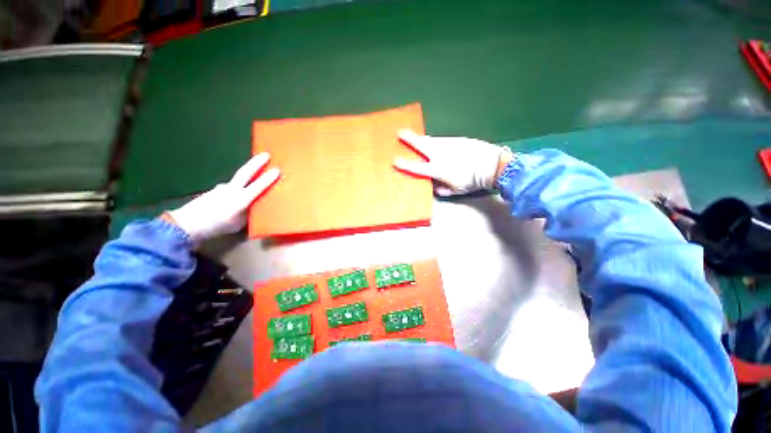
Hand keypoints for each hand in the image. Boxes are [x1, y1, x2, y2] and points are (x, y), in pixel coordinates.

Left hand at [168, 153, 279, 242]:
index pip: (258, 187)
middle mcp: (231, 190)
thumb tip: (251, 206)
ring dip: (245, 178)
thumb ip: (247, 213)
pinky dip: (234, 190)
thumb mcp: (238, 225)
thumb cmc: (216, 227)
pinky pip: (228, 188)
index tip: (277, 170)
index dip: (268, 179)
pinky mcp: (213, 191)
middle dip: (257, 163)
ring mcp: (220, 188)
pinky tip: (231, 198)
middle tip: (266, 154)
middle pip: (245, 173)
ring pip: (236, 181)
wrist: (186, 224)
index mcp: (240, 200)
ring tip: (251, 182)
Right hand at [393, 130, 510, 195]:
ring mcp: (448, 144)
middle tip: (399, 133)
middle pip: (421, 145)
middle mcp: (440, 154)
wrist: (491, 165)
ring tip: (416, 138)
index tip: (395, 160)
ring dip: (422, 139)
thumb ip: (442, 190)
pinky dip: (435, 141)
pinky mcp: (457, 139)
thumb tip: (434, 187)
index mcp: (438, 169)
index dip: (405, 164)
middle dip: (409, 139)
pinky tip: (435, 142)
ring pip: (431, 140)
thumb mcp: (455, 191)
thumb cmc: (472, 181)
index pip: (417, 167)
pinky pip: (442, 139)